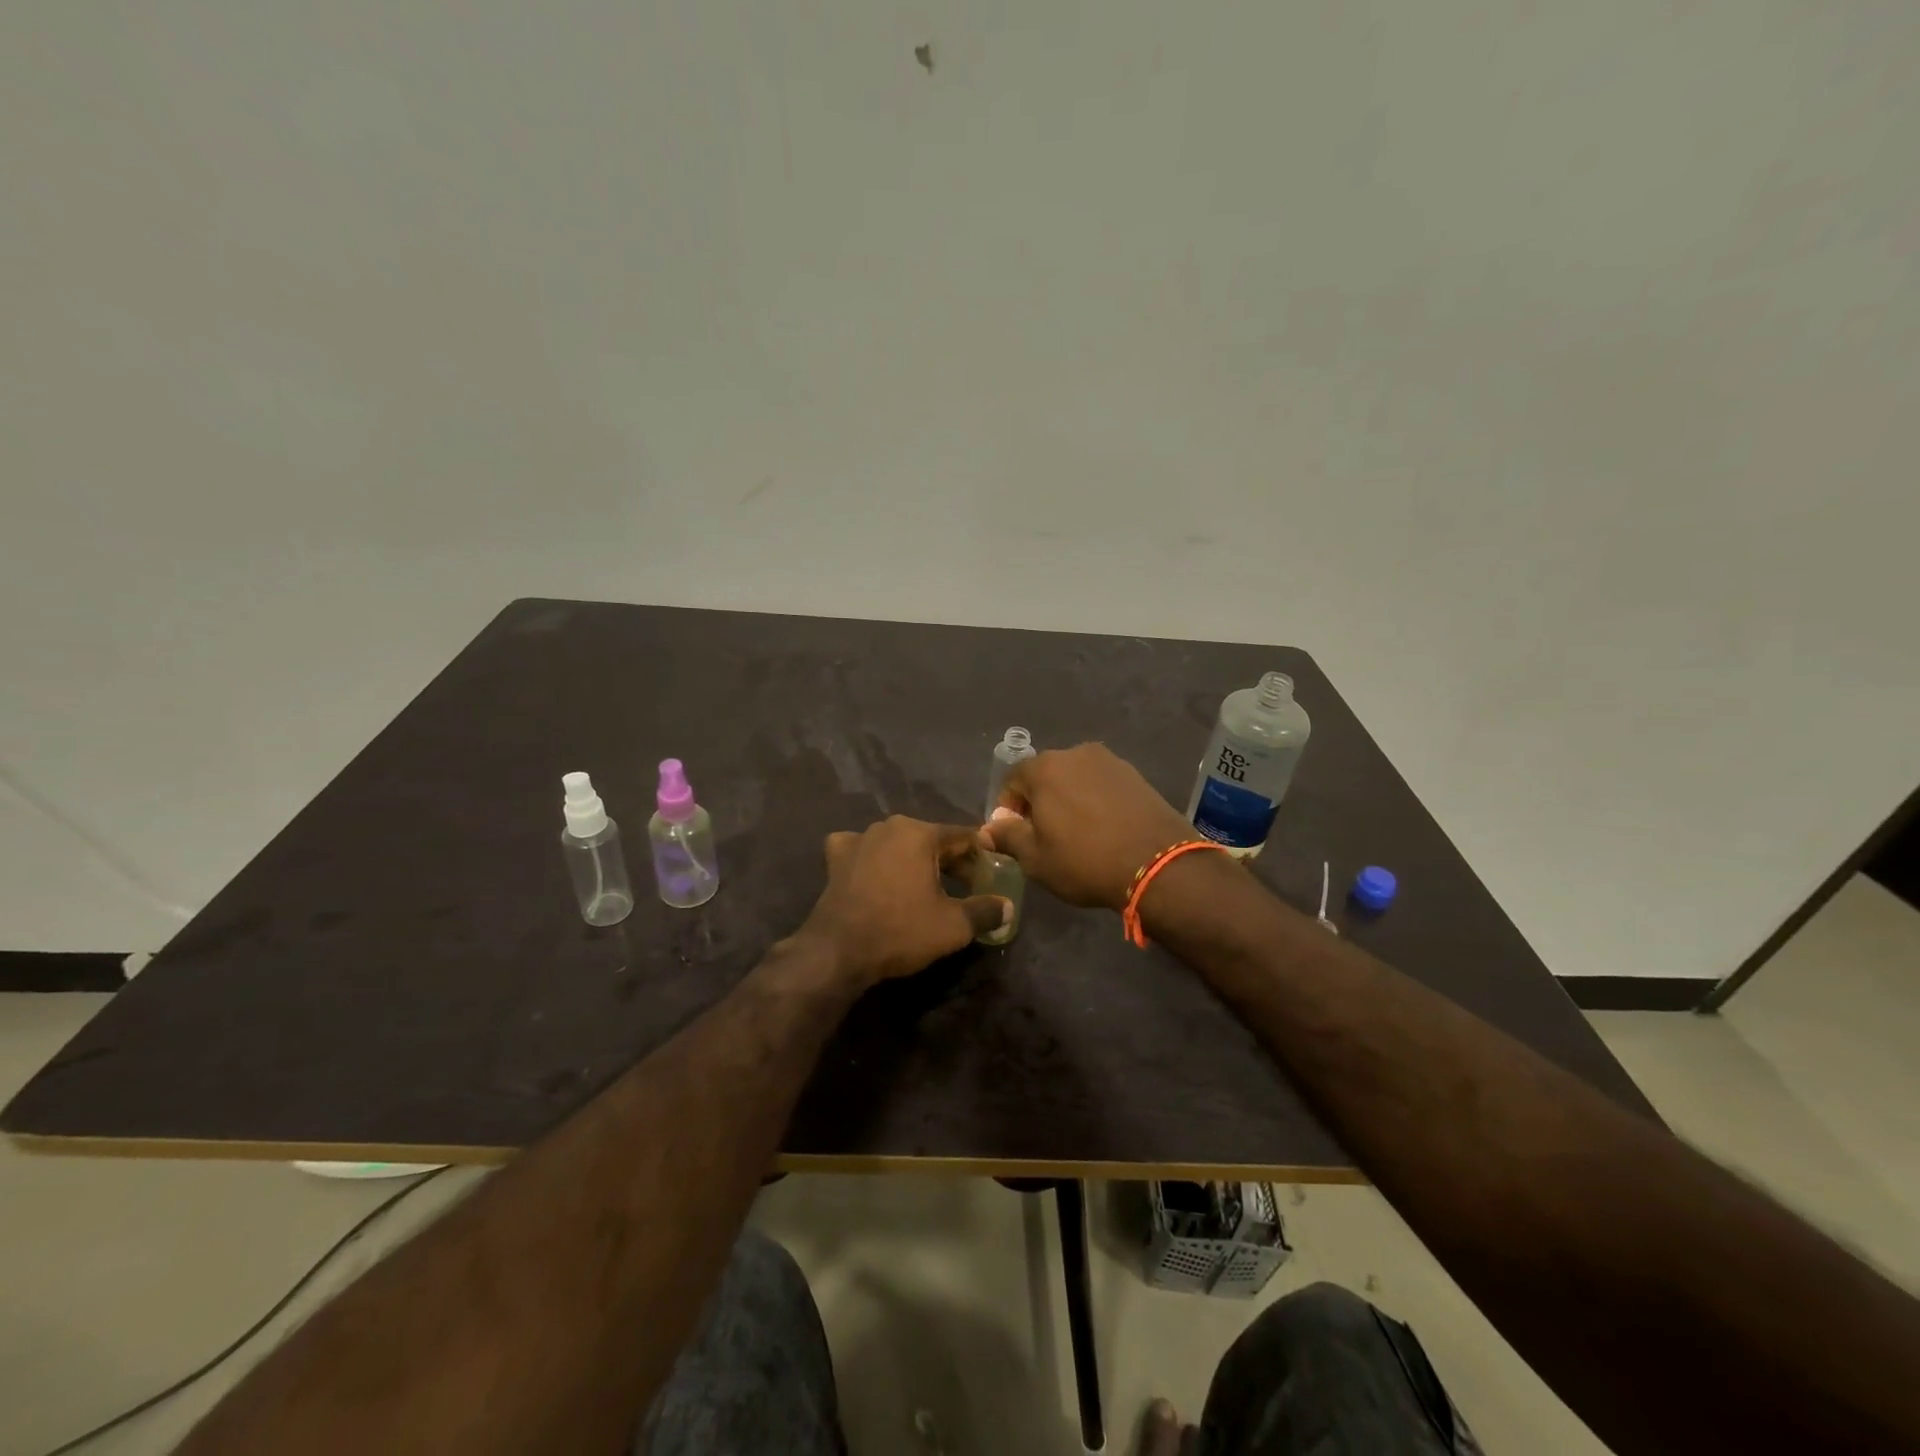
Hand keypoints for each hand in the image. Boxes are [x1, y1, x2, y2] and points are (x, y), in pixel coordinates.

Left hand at [796, 816, 1010, 986]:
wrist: (838, 951)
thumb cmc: (901, 930)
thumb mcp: (953, 926)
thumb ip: (985, 911)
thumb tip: (1008, 907)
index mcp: (919, 833)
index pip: (962, 836)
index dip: (982, 853)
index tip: (994, 870)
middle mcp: (889, 826)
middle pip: (930, 838)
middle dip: (951, 859)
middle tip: (968, 883)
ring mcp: (858, 839)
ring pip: (897, 843)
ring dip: (914, 859)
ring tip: (926, 884)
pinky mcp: (836, 858)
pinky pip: (862, 850)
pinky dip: (872, 858)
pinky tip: (875, 872)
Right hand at [983, 743, 1195, 910]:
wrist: (1157, 864)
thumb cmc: (1084, 860)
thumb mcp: (1035, 858)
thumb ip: (1007, 838)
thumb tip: (986, 831)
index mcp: (1045, 768)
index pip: (1012, 780)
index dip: (1008, 808)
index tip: (1016, 835)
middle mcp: (1076, 754)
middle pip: (1045, 775)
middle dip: (1039, 802)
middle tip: (1045, 836)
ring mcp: (1110, 762)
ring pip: (1076, 779)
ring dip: (1069, 800)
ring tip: (1078, 834)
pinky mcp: (1136, 775)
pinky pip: (1103, 785)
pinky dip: (1096, 801)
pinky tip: (1104, 829)